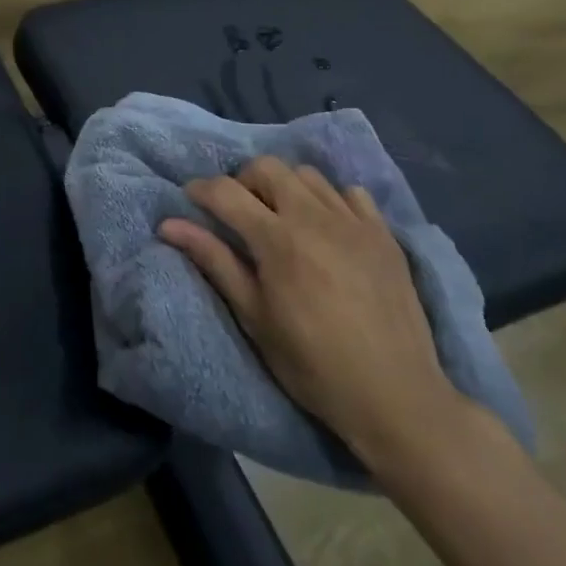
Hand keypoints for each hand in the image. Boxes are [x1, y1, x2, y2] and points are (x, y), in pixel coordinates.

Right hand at [159, 157, 468, 475]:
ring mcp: (354, 223)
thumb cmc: (313, 364)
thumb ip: (214, 261)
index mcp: (278, 239)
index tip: (191, 201)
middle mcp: (315, 218)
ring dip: (285, 187)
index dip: (201, 190)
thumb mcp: (254, 317)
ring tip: (282, 219)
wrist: (397, 398)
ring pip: (307, 174)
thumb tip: (168, 225)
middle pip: (267, 167)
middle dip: (243, 181)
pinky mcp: (385, 235)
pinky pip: (351, 194)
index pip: (226, 191)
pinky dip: (330, 200)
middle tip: (239, 213)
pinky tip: (327, 229)